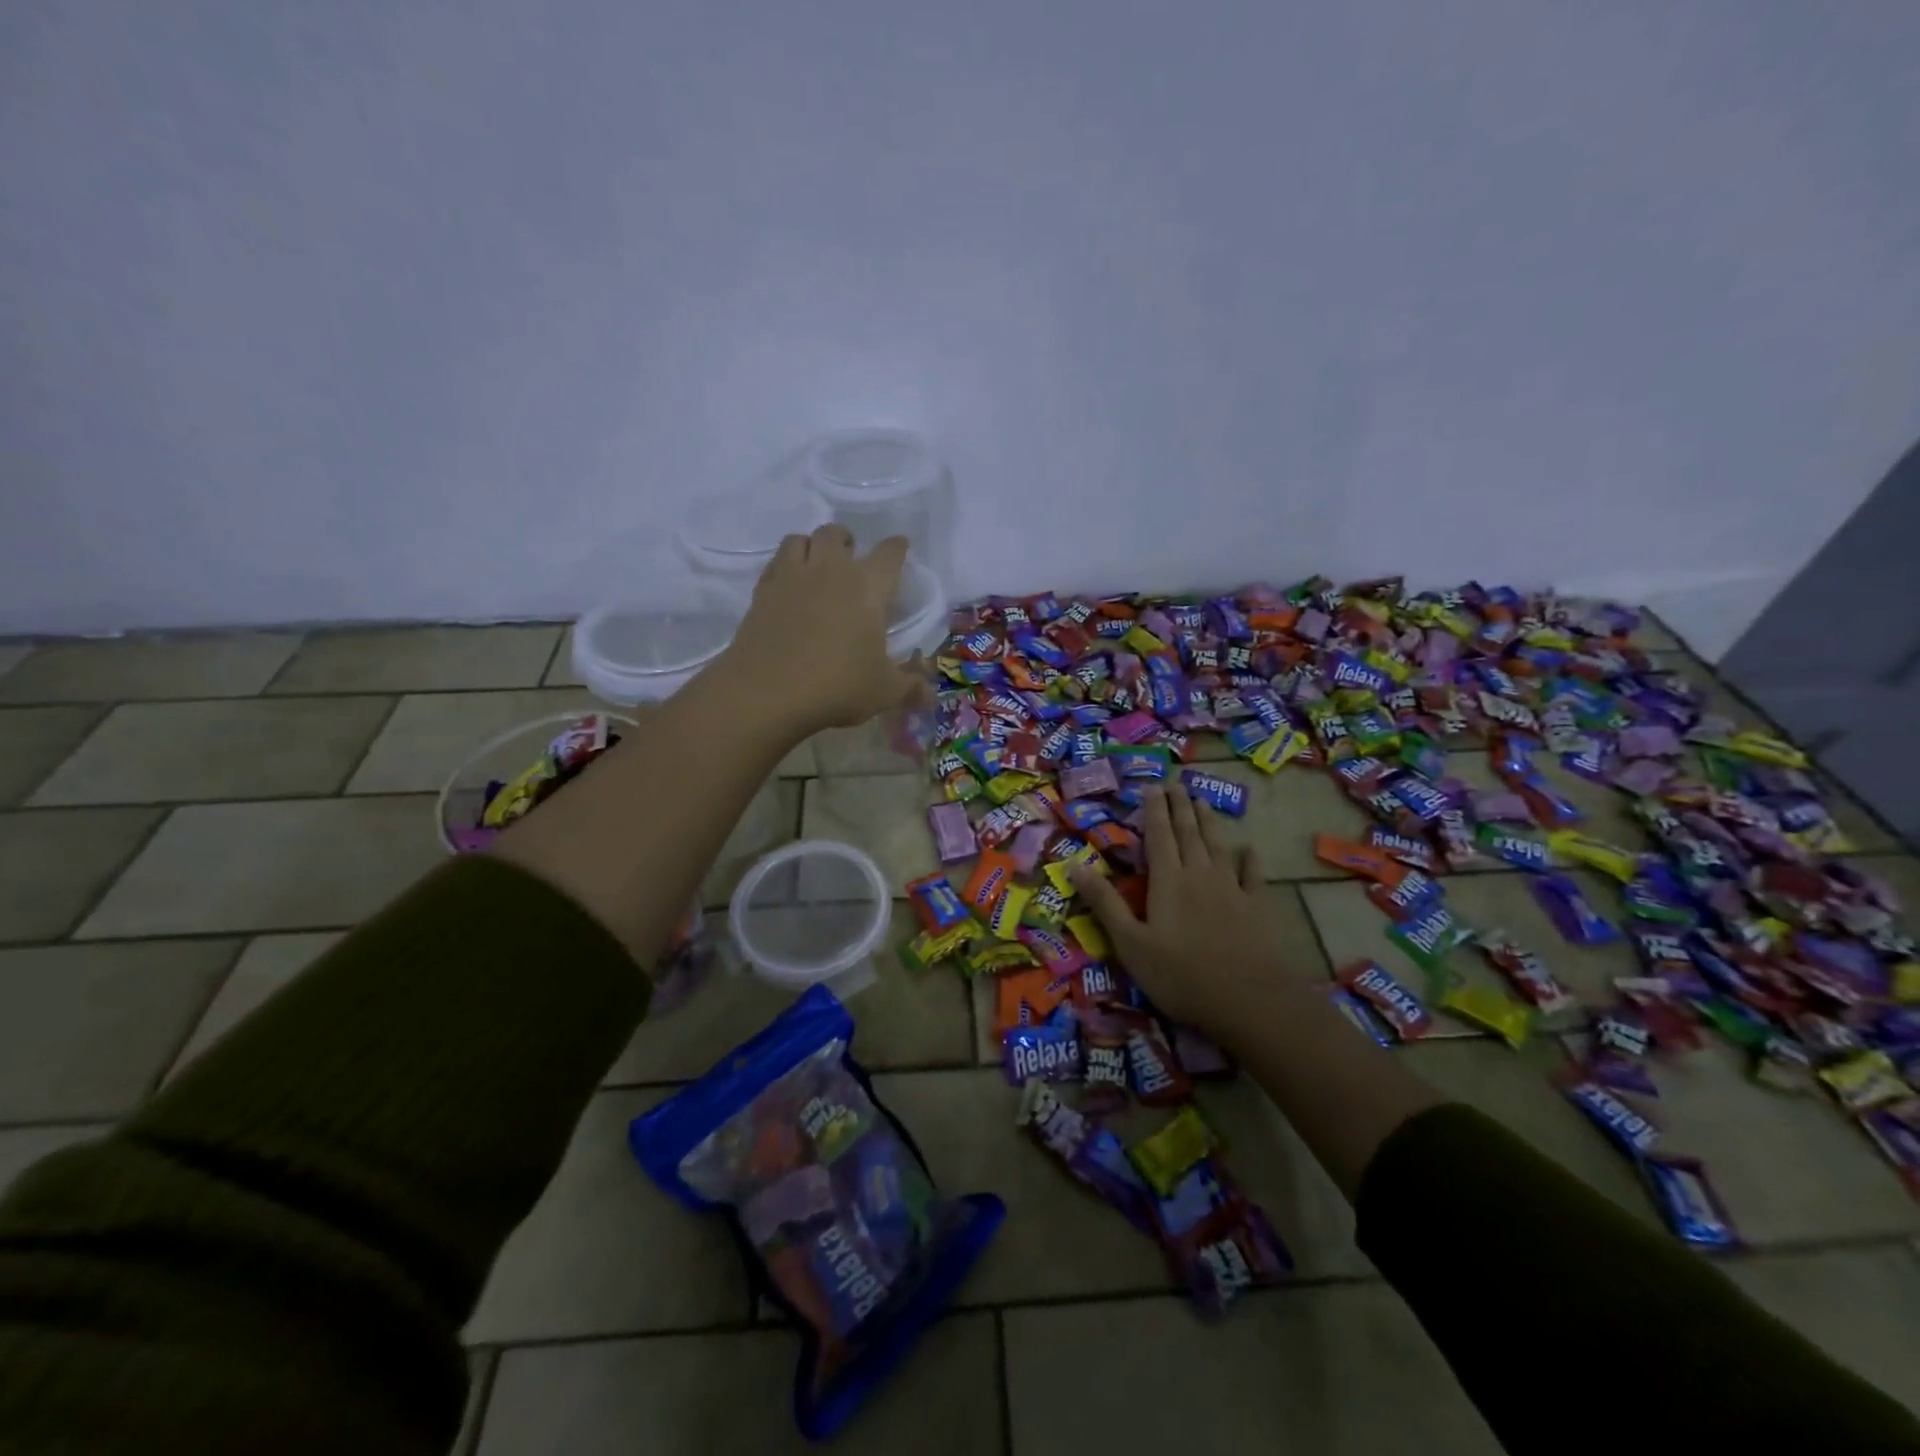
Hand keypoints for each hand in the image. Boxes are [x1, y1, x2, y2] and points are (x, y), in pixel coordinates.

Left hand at [714, 525, 924, 734]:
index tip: (900, 547)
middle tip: (851, 559)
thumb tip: (931, 696)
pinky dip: (785, 566)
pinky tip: (789, 587)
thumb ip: (910, 688)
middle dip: (847, 541)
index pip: (889, 553)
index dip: (897, 548)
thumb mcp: (883, 692)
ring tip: (816, 565)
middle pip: (837, 534)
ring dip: (811, 546)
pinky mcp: (762, 591)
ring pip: (800, 539)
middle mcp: (830, 570)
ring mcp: (792, 577)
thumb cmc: (837, 685)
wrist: (767, 691)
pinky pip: (775, 563)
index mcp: (868, 586)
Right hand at [1070, 785, 1304, 1045]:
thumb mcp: (1130, 943)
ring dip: (1208, 822)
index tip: (1151, 787)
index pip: (1158, 836)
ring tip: (1202, 802)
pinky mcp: (1257, 907)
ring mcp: (1232, 889)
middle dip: (1180, 807)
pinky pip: (1252, 874)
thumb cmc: (1180, 974)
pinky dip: (1249, 859)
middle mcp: (1200, 875)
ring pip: (1217, 845)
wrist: (1249, 1000)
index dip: (1153, 810)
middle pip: (1188, 833)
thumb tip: (1074, 865)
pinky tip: (1249, 848)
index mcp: (1168, 881)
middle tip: (1176, 784)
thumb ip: (1105, 903)